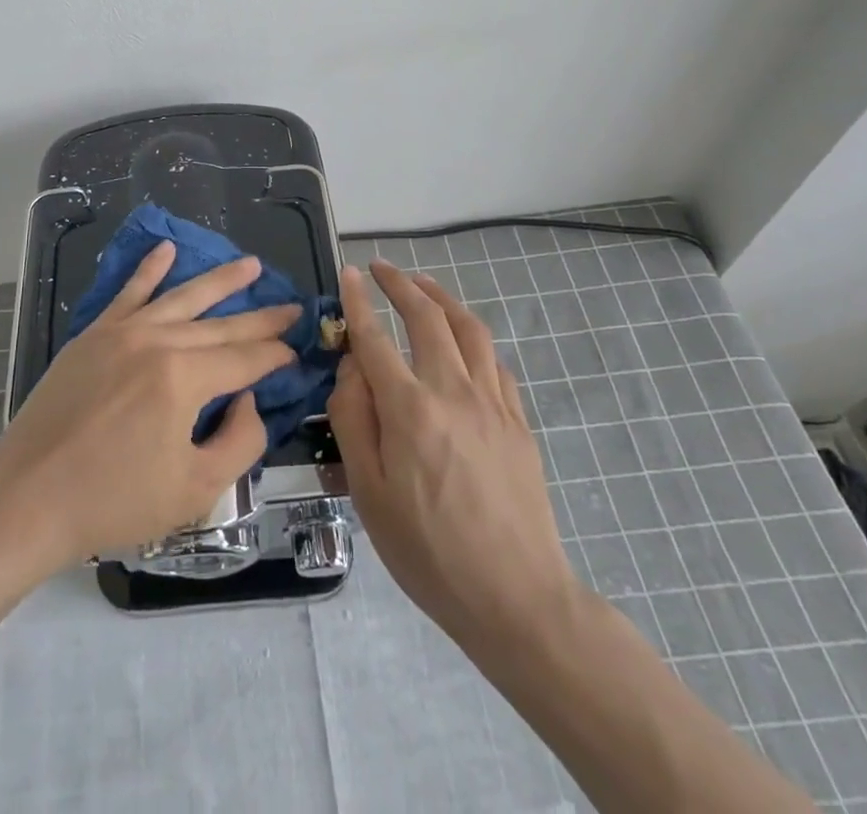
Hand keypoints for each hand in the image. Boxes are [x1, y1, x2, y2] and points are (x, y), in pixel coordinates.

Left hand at [0, 242, 297, 567]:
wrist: (28, 497)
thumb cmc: (114, 501)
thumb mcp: (196, 490)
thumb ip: (240, 442)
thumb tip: (250, 400)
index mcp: (184, 378)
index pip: (245, 359)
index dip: (276, 356)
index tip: (298, 351)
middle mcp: (157, 341)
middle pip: (221, 325)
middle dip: (261, 317)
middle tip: (293, 306)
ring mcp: (122, 332)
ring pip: (182, 297)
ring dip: (220, 280)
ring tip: (250, 265)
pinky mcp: (94, 335)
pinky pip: (128, 292)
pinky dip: (149, 269)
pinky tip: (167, 249)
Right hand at [328, 260, 575, 646]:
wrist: (516, 597)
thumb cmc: (428, 551)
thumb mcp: (368, 493)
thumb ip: (353, 419)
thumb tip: (352, 366)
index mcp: (410, 409)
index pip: (376, 337)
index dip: (358, 301)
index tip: (349, 273)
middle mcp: (453, 391)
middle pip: (427, 317)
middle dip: (400, 284)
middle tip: (380, 268)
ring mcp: (492, 402)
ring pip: (468, 328)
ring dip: (441, 297)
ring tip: (422, 285)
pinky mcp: (517, 420)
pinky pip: (494, 360)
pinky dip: (472, 335)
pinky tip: (463, 339)